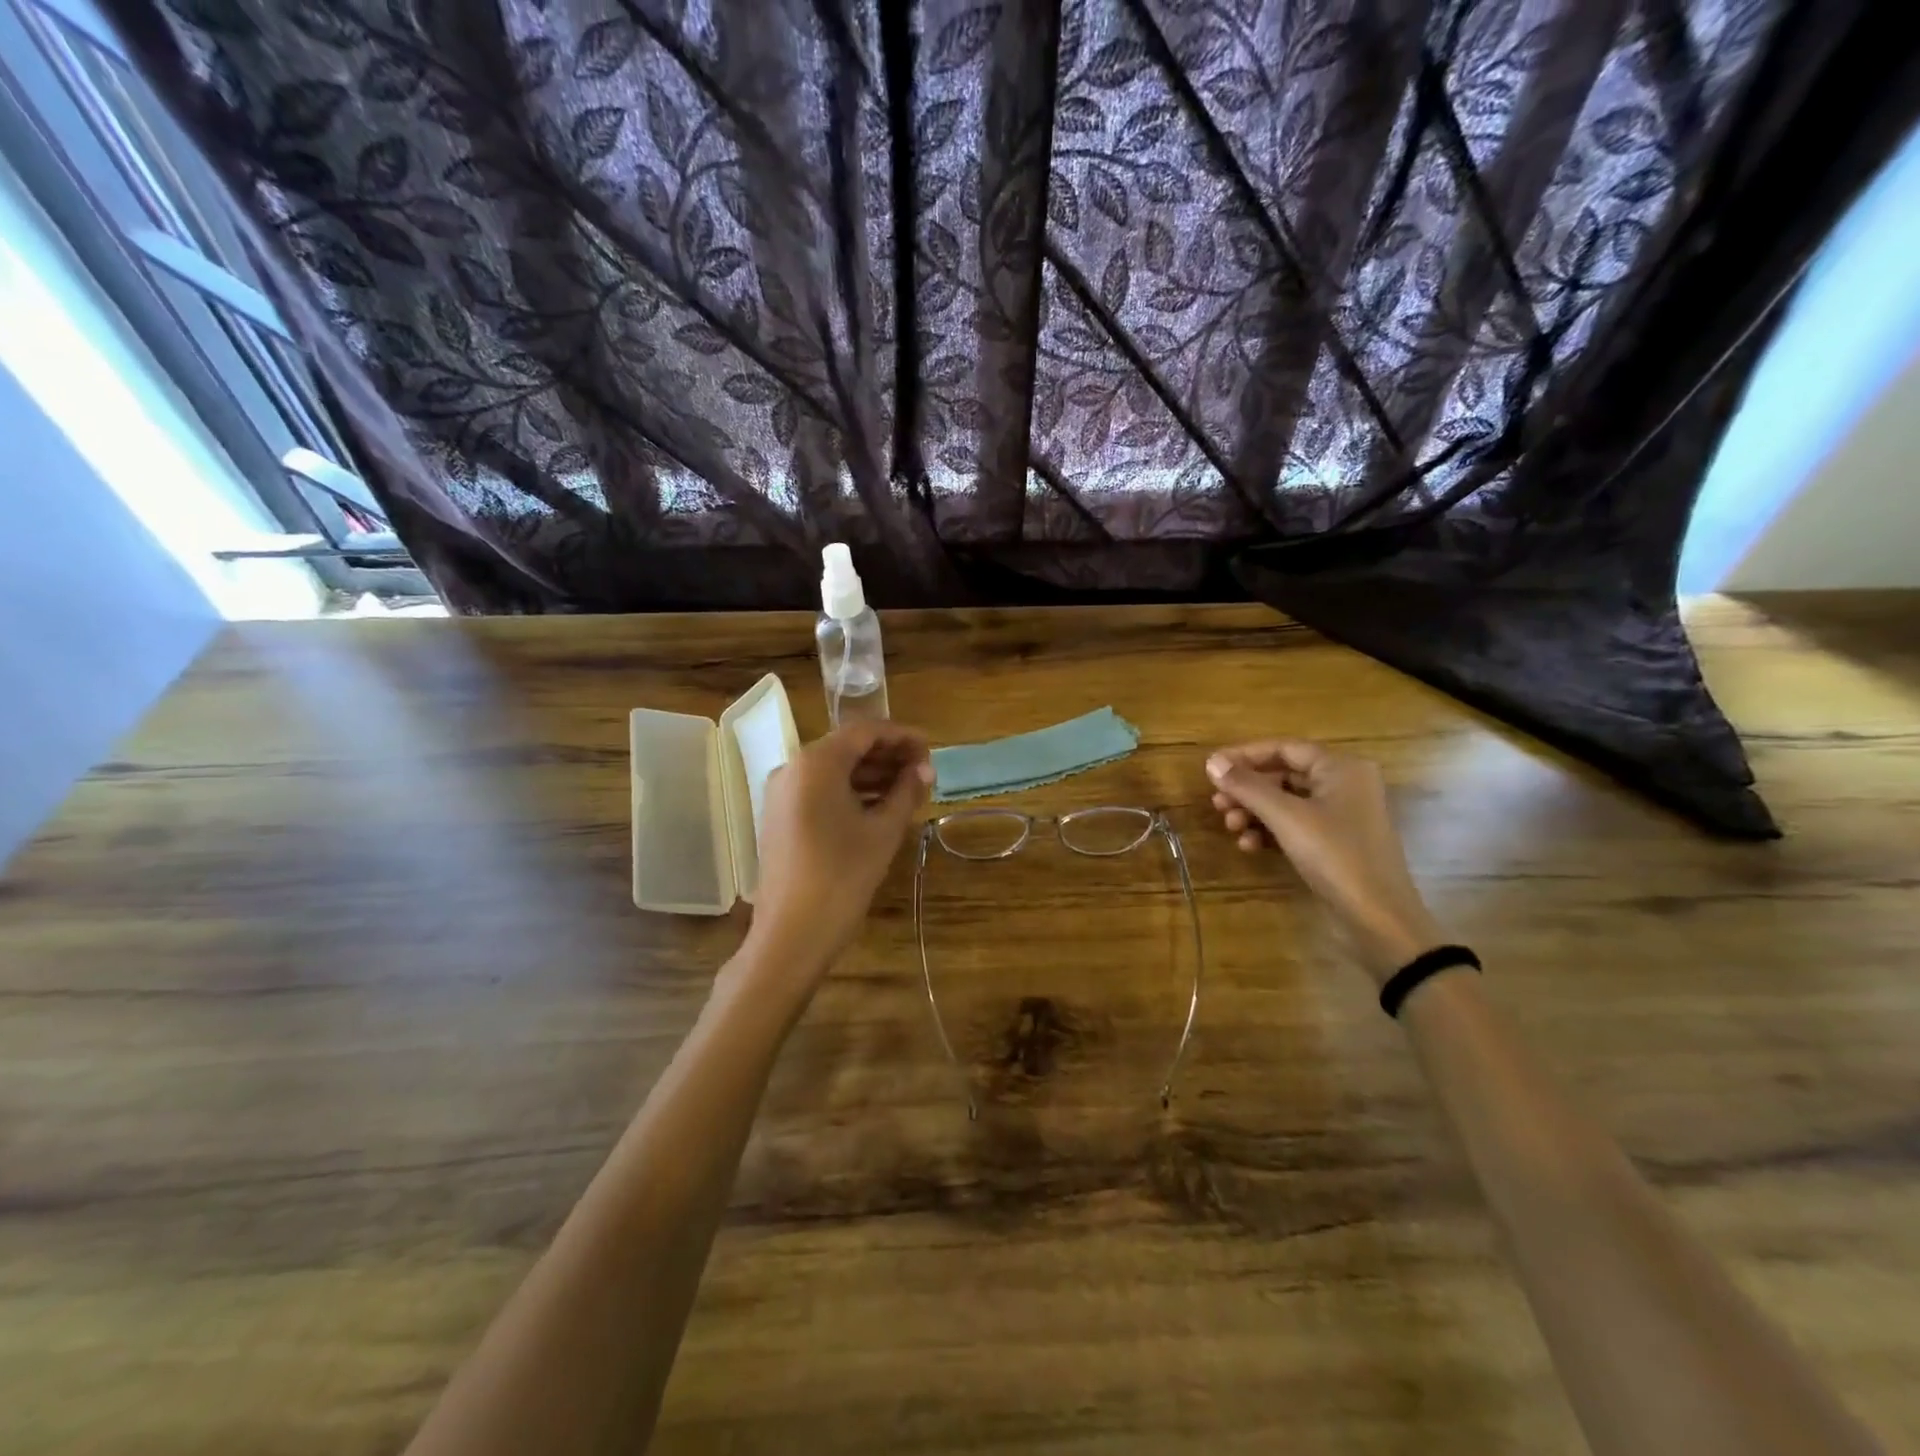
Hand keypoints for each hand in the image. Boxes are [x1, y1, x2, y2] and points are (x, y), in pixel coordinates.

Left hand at [746, 721, 932, 982]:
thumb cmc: (843, 876)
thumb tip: (925, 770)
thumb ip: (906, 792)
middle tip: (923, 773)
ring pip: (833, 770)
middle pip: (846, 748)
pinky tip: (878, 808)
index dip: (901, 736)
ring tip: (908, 791)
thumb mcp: (883, 831)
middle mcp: (792, 768)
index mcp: (816, 763)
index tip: (930, 750)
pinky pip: (819, 791)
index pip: (865, 731)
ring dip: (870, 775)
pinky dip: (849, 792)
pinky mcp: (779, 817)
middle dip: (887, 756)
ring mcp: (781, 793)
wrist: (791, 934)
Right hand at [1206, 740, 1443, 985]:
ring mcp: (1342, 816)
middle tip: (1218, 804)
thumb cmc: (1335, 856)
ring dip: (1254, 812)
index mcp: (1342, 768)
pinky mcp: (1335, 843)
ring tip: (1231, 828)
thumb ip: (1247, 786)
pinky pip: (1295, 826)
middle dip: (1248, 790)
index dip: (1245, 755)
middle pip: (1283, 775)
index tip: (1211, 768)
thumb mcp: (1285, 817)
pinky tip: (1250, 846)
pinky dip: (1270, 831)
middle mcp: (1345, 785)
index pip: (1284, 748)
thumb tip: (1212, 762)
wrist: (1378, 918)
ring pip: (1286, 803)